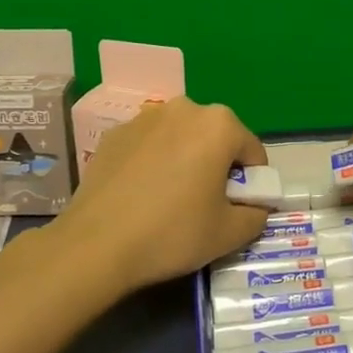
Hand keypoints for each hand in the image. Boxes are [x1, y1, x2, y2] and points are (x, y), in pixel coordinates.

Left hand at [49, 98, 270, 293]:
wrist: (96, 244)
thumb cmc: (173, 233)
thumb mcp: (229, 233)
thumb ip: (256, 214)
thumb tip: (254, 207)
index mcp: (219, 125)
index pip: (252, 152)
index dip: (253, 184)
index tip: (238, 209)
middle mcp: (184, 109)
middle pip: (216, 138)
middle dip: (217, 166)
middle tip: (206, 205)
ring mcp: (144, 117)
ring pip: (180, 138)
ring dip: (185, 160)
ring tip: (170, 199)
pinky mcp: (114, 134)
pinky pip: (149, 145)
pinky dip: (153, 162)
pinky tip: (141, 194)